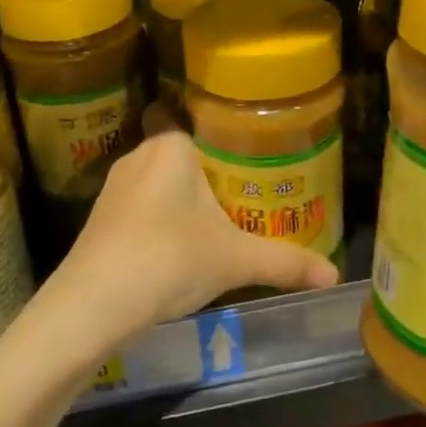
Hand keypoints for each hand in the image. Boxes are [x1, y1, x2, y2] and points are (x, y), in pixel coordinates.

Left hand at [52, 131, 339, 345]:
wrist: (91, 305)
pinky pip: (141, 206)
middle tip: (247, 193)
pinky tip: (179, 248)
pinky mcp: (100, 220)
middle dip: (209, 173)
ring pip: (159, 182)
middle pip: (182, 154)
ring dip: (183, 199)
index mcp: (171, 146)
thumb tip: (334, 275)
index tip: (248, 152)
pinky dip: (160, 220)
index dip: (220, 134)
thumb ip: (285, 262)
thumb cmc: (168, 259)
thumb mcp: (234, 260)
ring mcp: (114, 188)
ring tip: (219, 221)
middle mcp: (139, 156)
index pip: (196, 120)